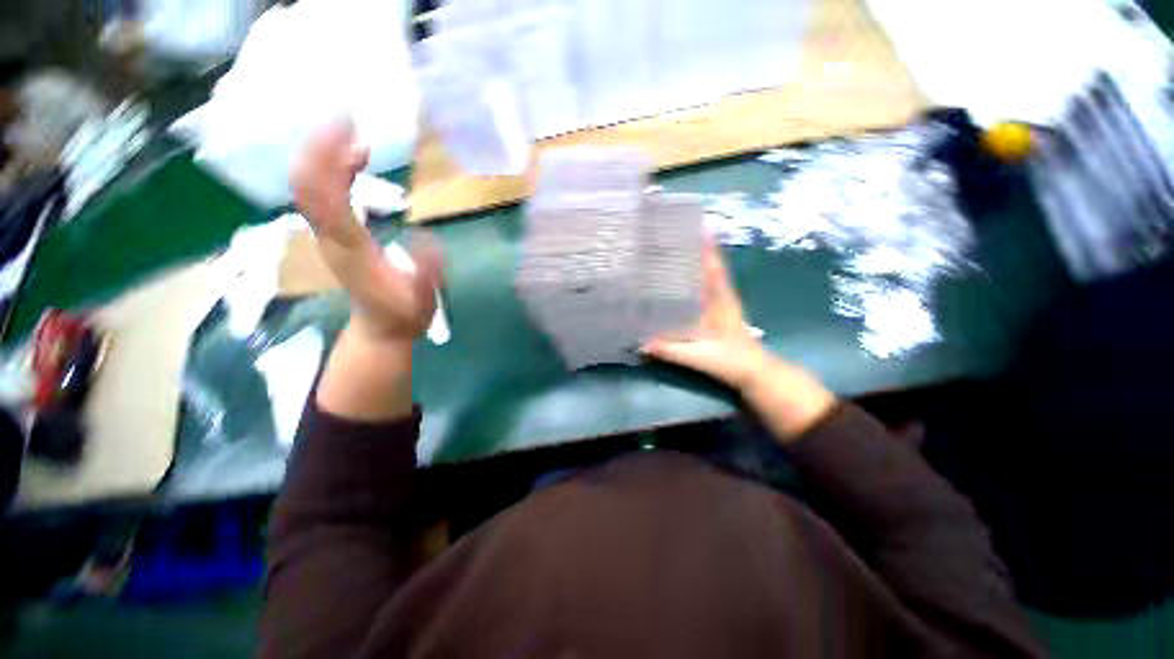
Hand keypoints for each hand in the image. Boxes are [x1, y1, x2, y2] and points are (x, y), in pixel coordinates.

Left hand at [292, 120, 440, 341]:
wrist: (380, 331)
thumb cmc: (403, 317)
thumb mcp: (422, 301)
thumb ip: (426, 274)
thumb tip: (428, 237)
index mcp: (351, 249)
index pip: (324, 196)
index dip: (328, 158)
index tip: (347, 127)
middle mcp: (329, 237)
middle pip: (308, 184)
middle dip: (319, 145)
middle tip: (345, 116)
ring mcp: (327, 236)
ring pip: (311, 186)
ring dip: (324, 154)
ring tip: (352, 131)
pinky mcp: (333, 235)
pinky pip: (323, 194)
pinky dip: (333, 170)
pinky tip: (355, 159)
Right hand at [640, 241, 834, 440]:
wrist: (754, 374)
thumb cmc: (731, 361)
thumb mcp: (699, 356)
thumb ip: (671, 350)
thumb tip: (640, 343)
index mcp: (721, 301)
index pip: (714, 268)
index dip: (707, 248)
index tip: (698, 226)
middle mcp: (721, 298)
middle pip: (709, 269)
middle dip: (695, 252)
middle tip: (672, 239)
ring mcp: (720, 306)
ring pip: (706, 280)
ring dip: (693, 266)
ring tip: (670, 255)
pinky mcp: (716, 315)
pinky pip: (703, 293)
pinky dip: (692, 283)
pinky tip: (675, 285)